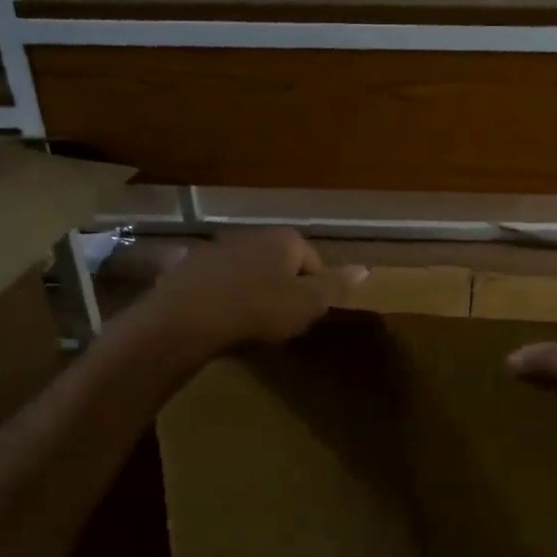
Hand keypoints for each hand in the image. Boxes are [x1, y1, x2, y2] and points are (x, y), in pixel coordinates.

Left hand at [145, 229, 366, 353]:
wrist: (190, 316)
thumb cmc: (260, 309)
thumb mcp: (308, 303)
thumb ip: (337, 286)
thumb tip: (366, 269)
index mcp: (286, 239)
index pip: (314, 262)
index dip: (315, 292)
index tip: (307, 316)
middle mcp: (254, 234)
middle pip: (281, 264)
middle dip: (284, 288)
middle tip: (281, 321)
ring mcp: (220, 247)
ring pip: (249, 270)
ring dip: (254, 291)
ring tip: (251, 322)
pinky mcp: (192, 265)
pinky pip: (220, 281)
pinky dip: (225, 295)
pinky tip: (222, 318)